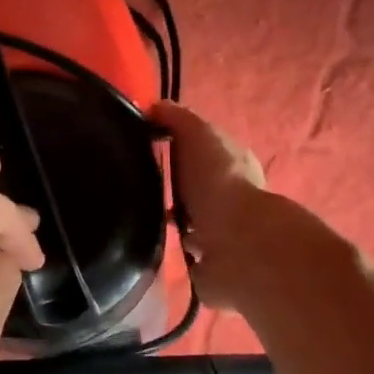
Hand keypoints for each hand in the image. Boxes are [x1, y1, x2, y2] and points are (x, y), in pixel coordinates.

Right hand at [149, 101, 267, 308]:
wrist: (236, 243)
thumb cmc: (218, 180)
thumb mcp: (197, 133)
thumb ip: (177, 118)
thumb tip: (153, 107)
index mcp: (234, 165)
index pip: (205, 152)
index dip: (178, 148)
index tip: (145, 149)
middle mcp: (233, 200)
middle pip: (198, 189)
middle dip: (174, 188)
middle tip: (137, 187)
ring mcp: (224, 236)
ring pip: (193, 224)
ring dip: (173, 223)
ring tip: (138, 219)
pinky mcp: (212, 267)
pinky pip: (187, 256)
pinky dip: (173, 252)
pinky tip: (151, 247)